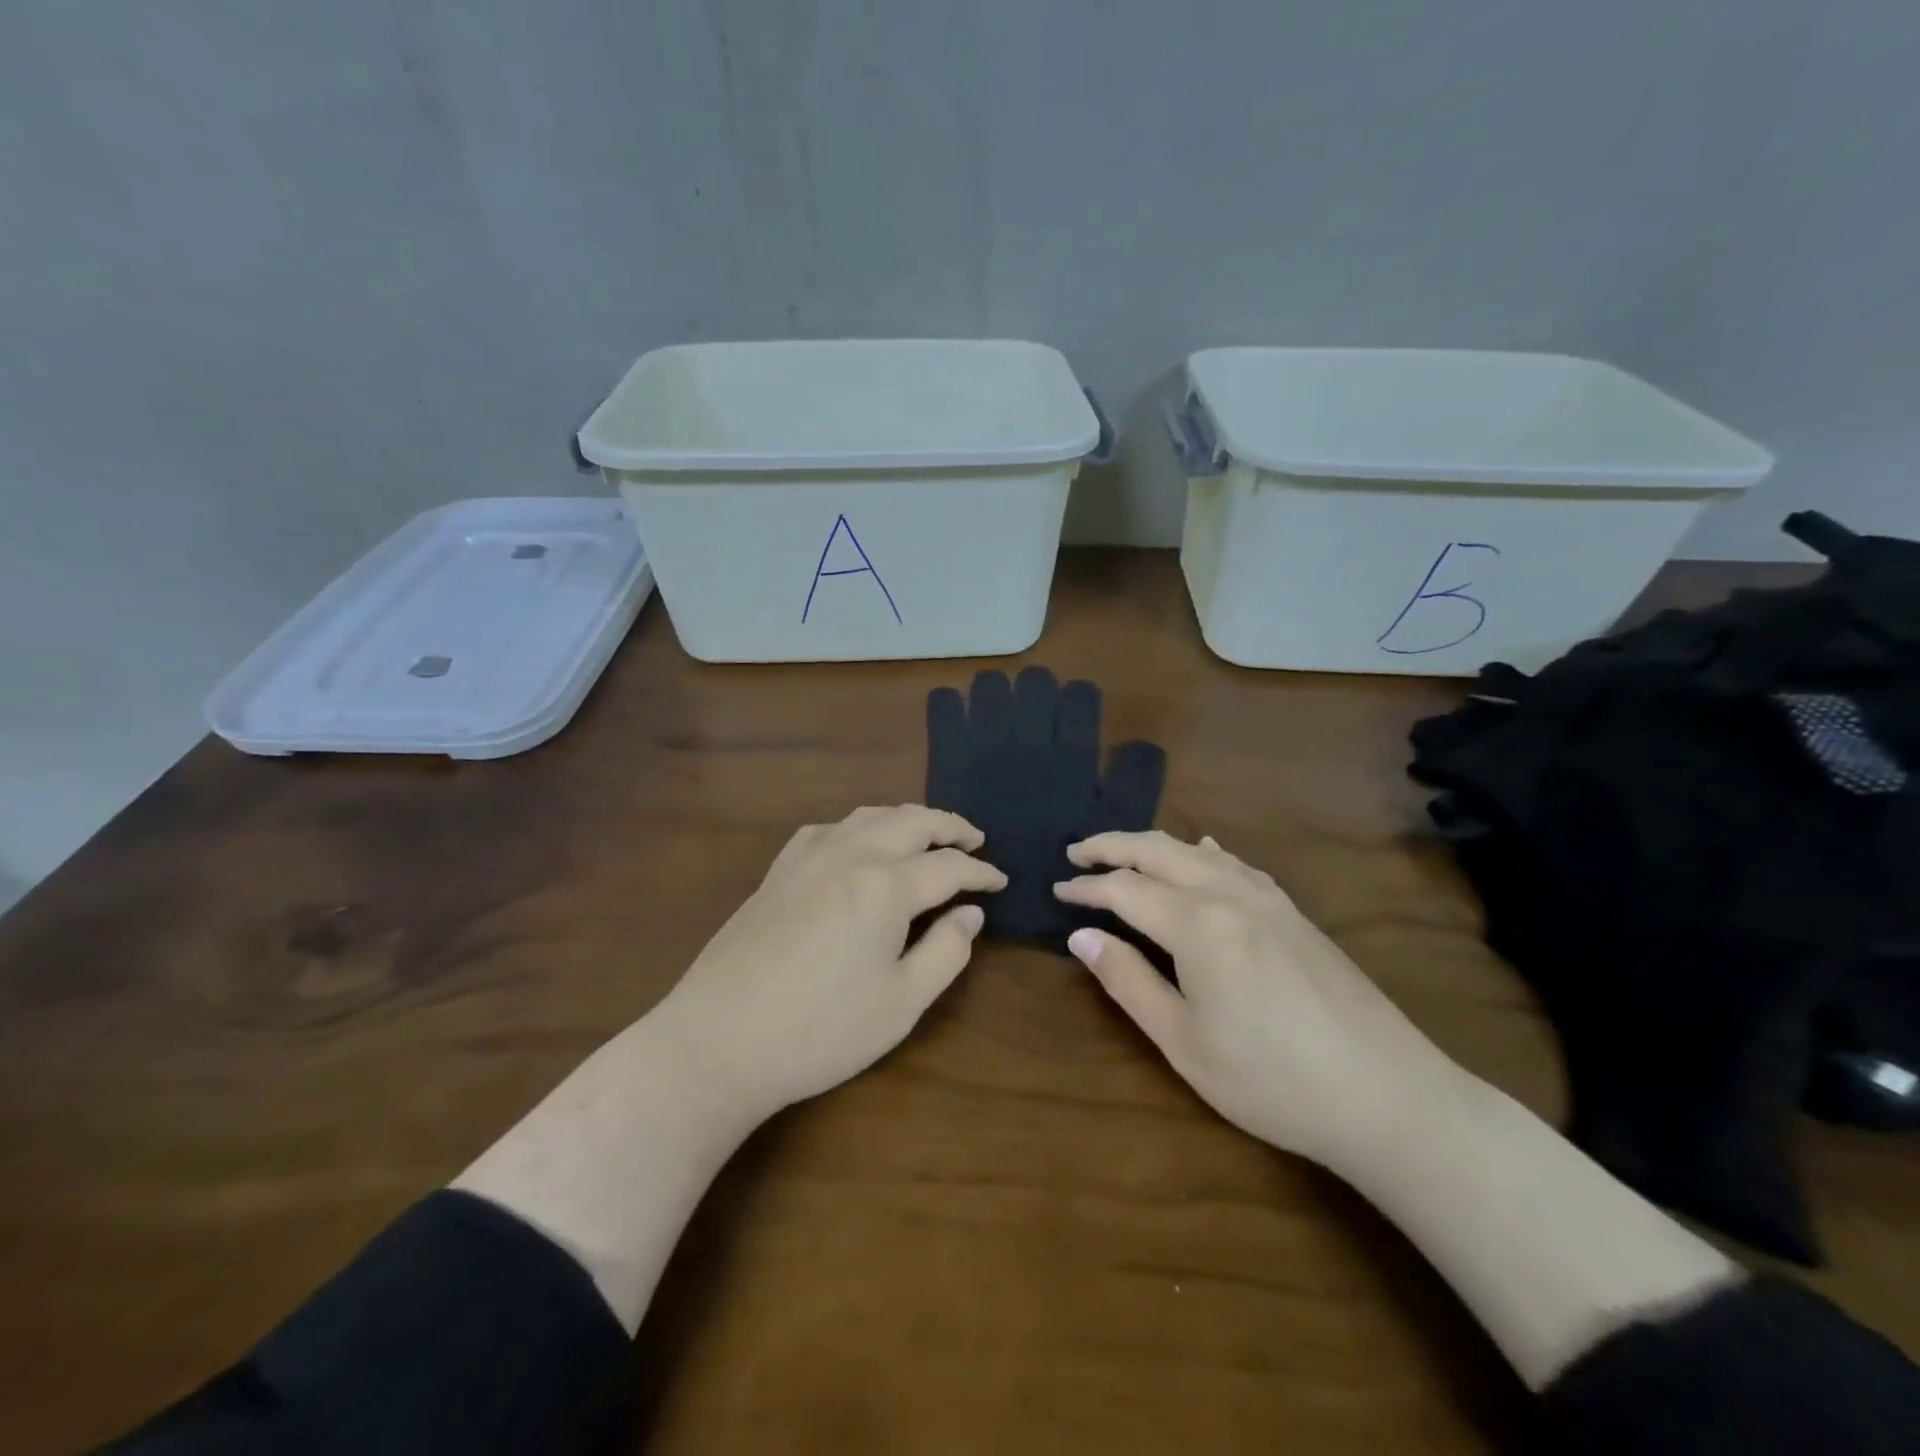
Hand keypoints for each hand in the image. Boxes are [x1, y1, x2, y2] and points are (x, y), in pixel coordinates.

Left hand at [651, 805, 1005, 1122]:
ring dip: (907, 818)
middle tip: (975, 840)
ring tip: (927, 834)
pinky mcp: (777, 872)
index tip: (1001, 881)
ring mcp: (807, 859)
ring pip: (869, 816)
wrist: (718, 1042)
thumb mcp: (901, 1004)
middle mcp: (849, 856)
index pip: (947, 867)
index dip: (980, 872)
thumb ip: (946, 952)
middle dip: (949, 826)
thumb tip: (970, 913)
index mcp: (885, 887)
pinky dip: (859, 826)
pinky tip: (858, 844)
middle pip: (911, 822)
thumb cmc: (820, 1031)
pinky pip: (828, 829)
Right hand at [1054, 831, 1466, 1172]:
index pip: (1125, 888)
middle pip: (1158, 851)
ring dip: (1154, 846)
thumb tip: (1081, 936)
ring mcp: (1268, 900)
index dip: (1086, 887)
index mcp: (1198, 925)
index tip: (1056, 890)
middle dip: (1112, 845)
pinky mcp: (1294, 913)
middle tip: (1075, 852)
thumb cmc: (1272, 1080)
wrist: (1388, 1095)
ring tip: (1124, 853)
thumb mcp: (1184, 1042)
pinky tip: (1203, 854)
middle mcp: (1230, 895)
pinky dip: (1203, 854)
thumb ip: (1128, 981)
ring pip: (1197, 852)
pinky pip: (1236, 865)